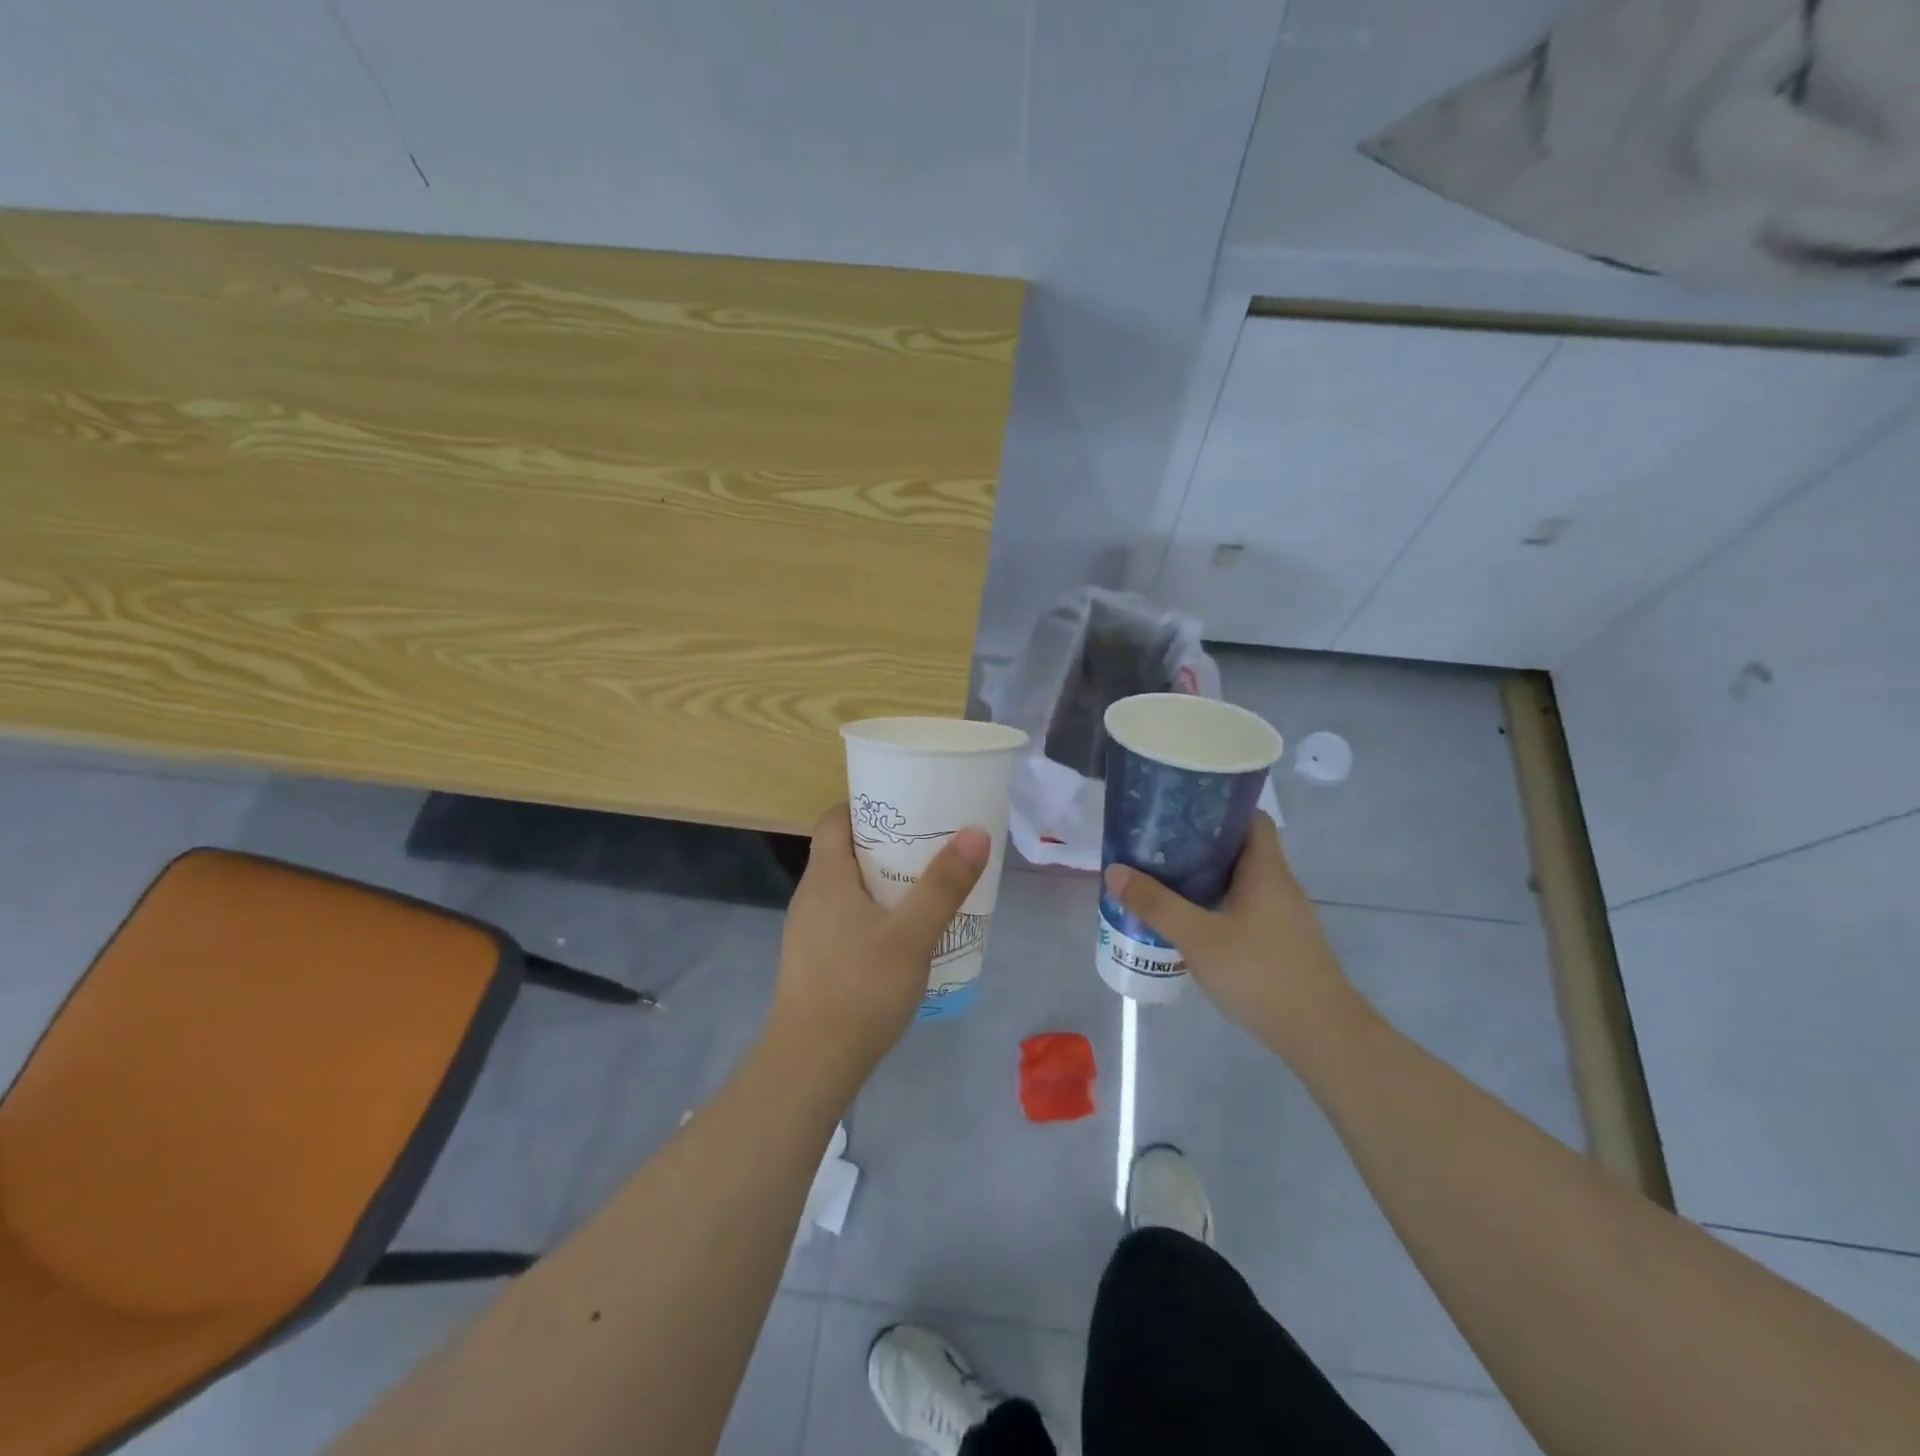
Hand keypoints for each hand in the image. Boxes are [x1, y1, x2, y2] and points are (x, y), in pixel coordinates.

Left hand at [770, 802, 989, 1079]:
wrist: (811, 1064)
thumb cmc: (859, 988)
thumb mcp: (912, 935)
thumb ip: (944, 885)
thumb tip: (975, 831)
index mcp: (825, 876)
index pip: (835, 818)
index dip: (867, 805)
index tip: (908, 806)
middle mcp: (811, 895)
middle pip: (845, 850)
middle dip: (888, 842)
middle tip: (932, 843)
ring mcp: (810, 930)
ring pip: (848, 887)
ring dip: (884, 880)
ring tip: (927, 883)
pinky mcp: (816, 958)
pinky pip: (847, 917)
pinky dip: (875, 911)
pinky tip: (906, 933)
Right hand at [1103, 816, 1360, 1059]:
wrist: (1322, 1036)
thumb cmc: (1261, 974)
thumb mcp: (1199, 938)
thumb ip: (1156, 905)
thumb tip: (1115, 870)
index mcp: (1266, 870)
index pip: (1251, 818)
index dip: (1220, 807)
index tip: (1182, 809)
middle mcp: (1279, 885)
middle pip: (1242, 848)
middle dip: (1201, 843)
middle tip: (1160, 845)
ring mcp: (1284, 916)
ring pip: (1242, 880)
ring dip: (1208, 877)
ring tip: (1166, 879)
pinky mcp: (1282, 942)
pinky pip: (1246, 907)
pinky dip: (1218, 904)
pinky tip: (1192, 922)